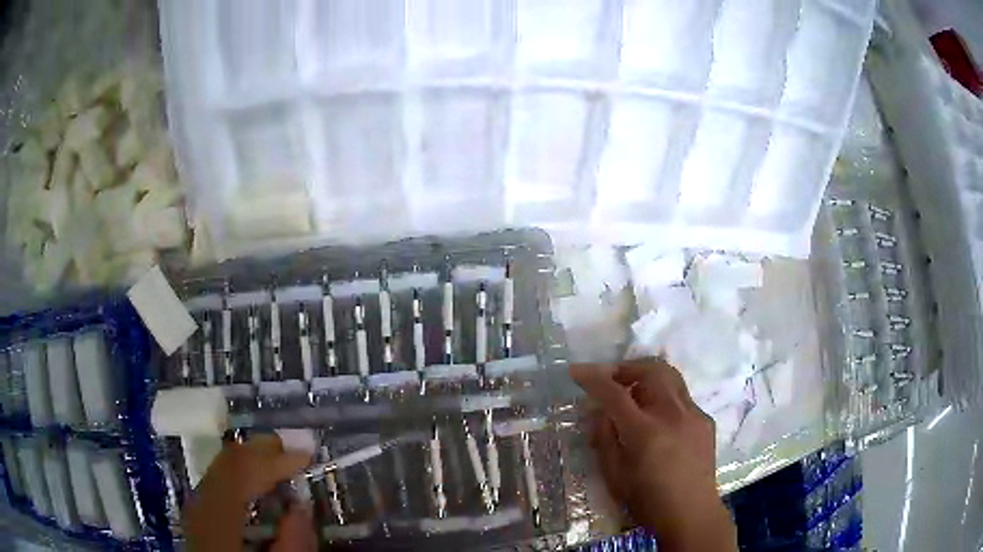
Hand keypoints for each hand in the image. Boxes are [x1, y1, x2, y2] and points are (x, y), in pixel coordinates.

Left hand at [184, 434, 314, 551]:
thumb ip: (293, 546)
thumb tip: (302, 507)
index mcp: (217, 520)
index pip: (240, 472)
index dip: (272, 458)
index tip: (305, 454)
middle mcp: (200, 506)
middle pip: (224, 464)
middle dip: (259, 452)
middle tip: (291, 447)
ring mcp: (195, 511)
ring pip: (218, 471)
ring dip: (249, 462)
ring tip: (276, 460)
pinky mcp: (197, 519)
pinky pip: (216, 484)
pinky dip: (237, 476)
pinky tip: (252, 484)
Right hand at [571, 358, 736, 551]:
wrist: (692, 514)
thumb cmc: (647, 501)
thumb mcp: (614, 475)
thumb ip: (605, 438)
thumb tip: (600, 412)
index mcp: (645, 432)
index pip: (615, 393)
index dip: (592, 378)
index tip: (576, 370)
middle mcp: (672, 414)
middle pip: (650, 370)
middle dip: (625, 368)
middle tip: (610, 380)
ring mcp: (694, 414)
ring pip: (670, 376)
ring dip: (647, 376)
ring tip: (633, 392)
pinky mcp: (705, 420)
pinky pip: (681, 397)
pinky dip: (663, 397)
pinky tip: (657, 420)